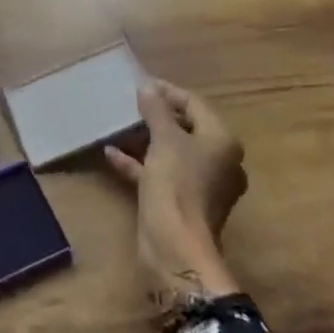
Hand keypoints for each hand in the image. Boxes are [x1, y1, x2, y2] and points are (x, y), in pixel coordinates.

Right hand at [105, 80, 248, 311]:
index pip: (195, 104)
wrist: (175, 247)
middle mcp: (218, 161)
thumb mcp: (164, 140)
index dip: (168, 92)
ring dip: (146, 139)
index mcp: (222, 141)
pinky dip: (140, 163)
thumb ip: (156, 110)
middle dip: (156, 115)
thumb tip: (148, 87)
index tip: (142, 84)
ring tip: (120, 125)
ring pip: (172, 152)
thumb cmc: (176, 184)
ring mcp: (201, 185)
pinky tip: (111, 154)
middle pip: (185, 128)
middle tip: (130, 103)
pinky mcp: (182, 203)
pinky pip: (161, 174)